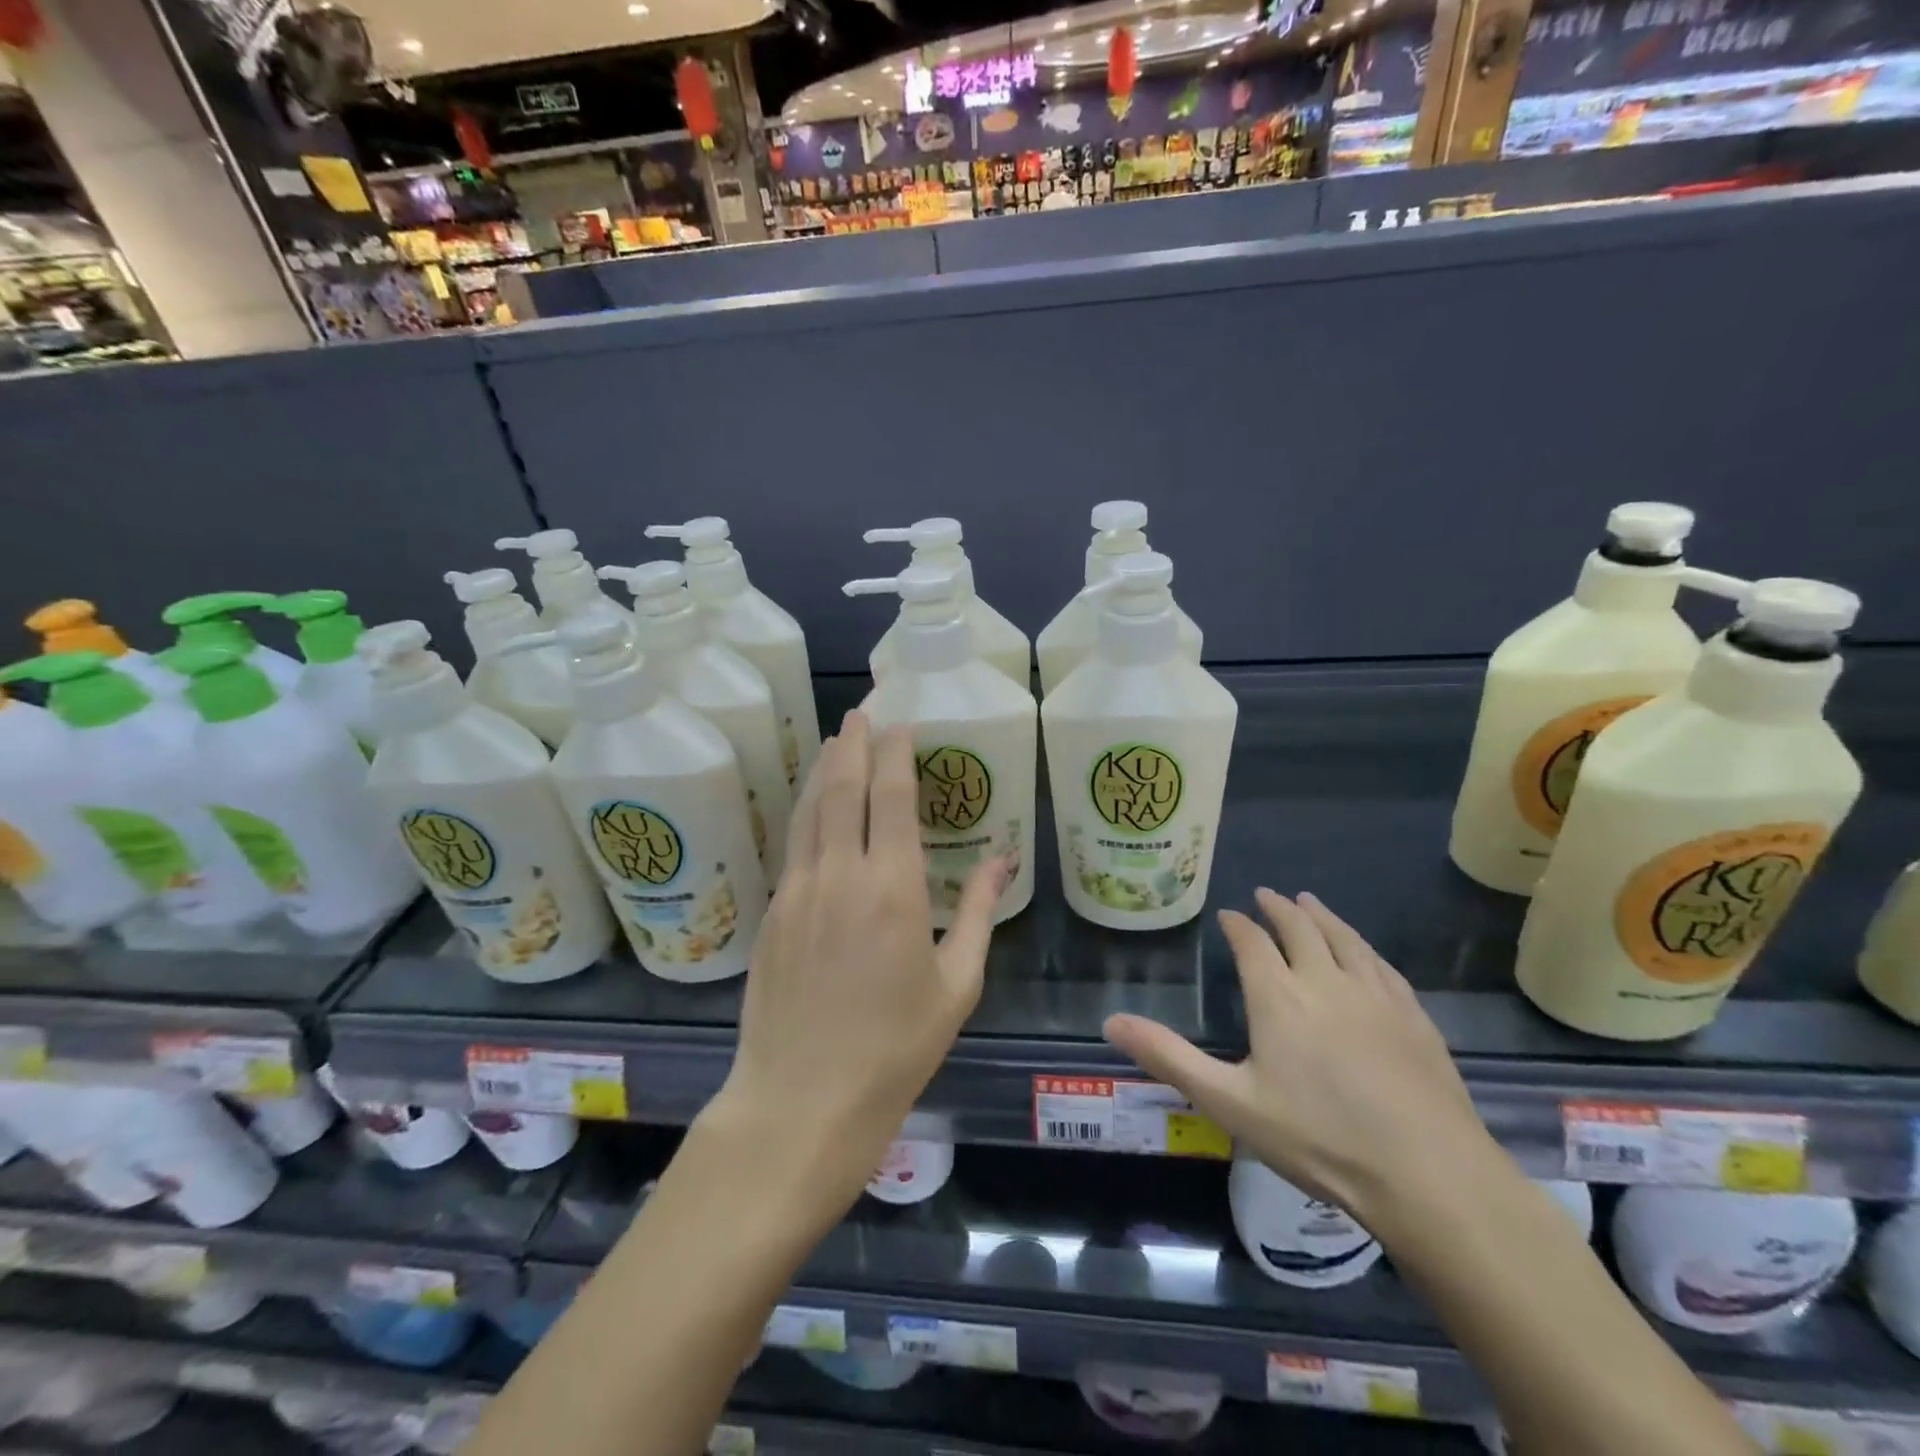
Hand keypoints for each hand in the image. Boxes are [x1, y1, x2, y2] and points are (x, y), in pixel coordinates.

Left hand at [708, 712, 1003, 1223]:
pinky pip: (794, 842)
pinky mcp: (772, 912)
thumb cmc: (894, 1049)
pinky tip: (814, 804)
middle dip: (854, 741)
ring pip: (810, 808)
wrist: (800, 1100)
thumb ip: (978, 913)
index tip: (900, 722)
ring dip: (825, 767)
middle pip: (843, 786)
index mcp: (894, 887)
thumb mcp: (956, 985)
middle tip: (863, 710)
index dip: (896, 752)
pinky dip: (806, 809)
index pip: (892, 796)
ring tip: (836, 738)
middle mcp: (841, 874)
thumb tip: (1002, 860)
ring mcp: (797, 890)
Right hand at [1104, 890, 1492, 1231]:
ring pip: (1344, 938)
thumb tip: (1111, 1021)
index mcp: (1279, 997)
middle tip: (1267, 895)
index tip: (1229, 915)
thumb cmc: (1320, 1139)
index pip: (1252, 942)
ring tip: (1309, 902)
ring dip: (1322, 916)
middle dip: (1279, 909)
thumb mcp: (1230, 1102)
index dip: (1237, 924)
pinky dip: (1362, 946)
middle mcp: (1325, 980)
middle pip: (1300, 928)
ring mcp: (1376, 995)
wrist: (1430, 1175)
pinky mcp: (1414, 1016)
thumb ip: (1169, 1058)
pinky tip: (1363, 951)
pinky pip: (1381, 964)